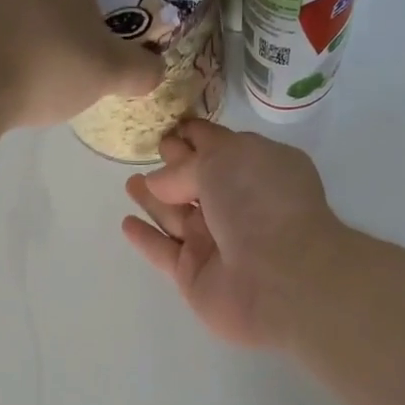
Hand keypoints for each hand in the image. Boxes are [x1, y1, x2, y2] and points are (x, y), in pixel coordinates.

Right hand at [122, 120, 341, 346]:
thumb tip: (159, 182)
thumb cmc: (260, 202)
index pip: (222, 148)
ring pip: (178, 216)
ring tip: (130, 183)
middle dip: (176, 167)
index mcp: (259, 170)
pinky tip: (127, 223)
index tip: (170, 128)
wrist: (278, 277)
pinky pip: (164, 252)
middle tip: (151, 151)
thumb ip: (185, 166)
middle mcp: (240, 206)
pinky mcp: (195, 275)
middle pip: (199, 182)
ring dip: (154, 199)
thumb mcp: (224, 159)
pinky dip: (146, 238)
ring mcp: (217, 243)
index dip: (196, 137)